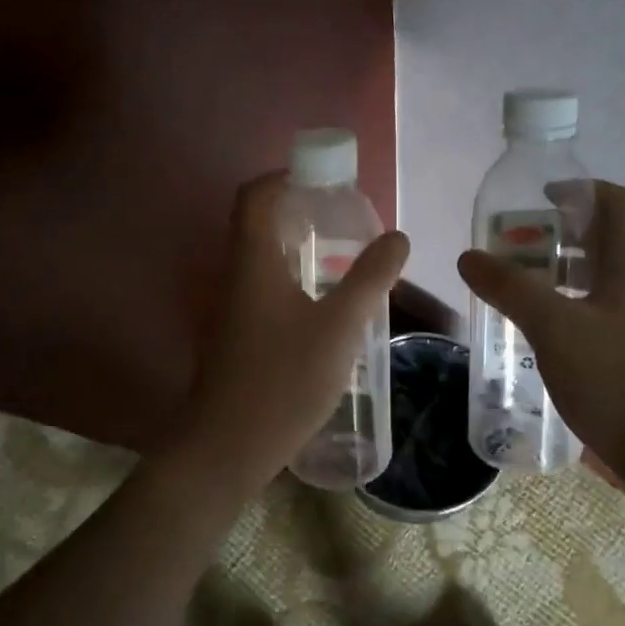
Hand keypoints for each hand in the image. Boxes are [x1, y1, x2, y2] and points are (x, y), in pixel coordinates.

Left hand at [174, 171, 408, 486]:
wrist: (226, 448)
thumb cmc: (283, 381)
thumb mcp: (339, 327)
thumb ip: (371, 278)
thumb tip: (398, 236)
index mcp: (253, 262)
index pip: (255, 196)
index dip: (284, 177)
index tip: (323, 181)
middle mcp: (235, 277)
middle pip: (259, 224)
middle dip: (300, 212)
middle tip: (344, 221)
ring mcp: (232, 309)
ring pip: (263, 260)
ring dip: (298, 249)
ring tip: (344, 260)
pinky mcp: (237, 337)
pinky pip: (264, 290)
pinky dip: (293, 281)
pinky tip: (325, 308)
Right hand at [457, 180, 624, 478]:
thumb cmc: (613, 377)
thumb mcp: (552, 325)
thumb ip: (509, 287)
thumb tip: (469, 257)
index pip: (619, 202)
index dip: (582, 190)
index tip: (541, 198)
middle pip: (610, 238)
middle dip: (564, 232)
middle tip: (519, 245)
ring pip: (605, 277)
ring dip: (565, 271)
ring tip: (522, 284)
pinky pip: (603, 310)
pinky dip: (572, 305)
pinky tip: (542, 330)